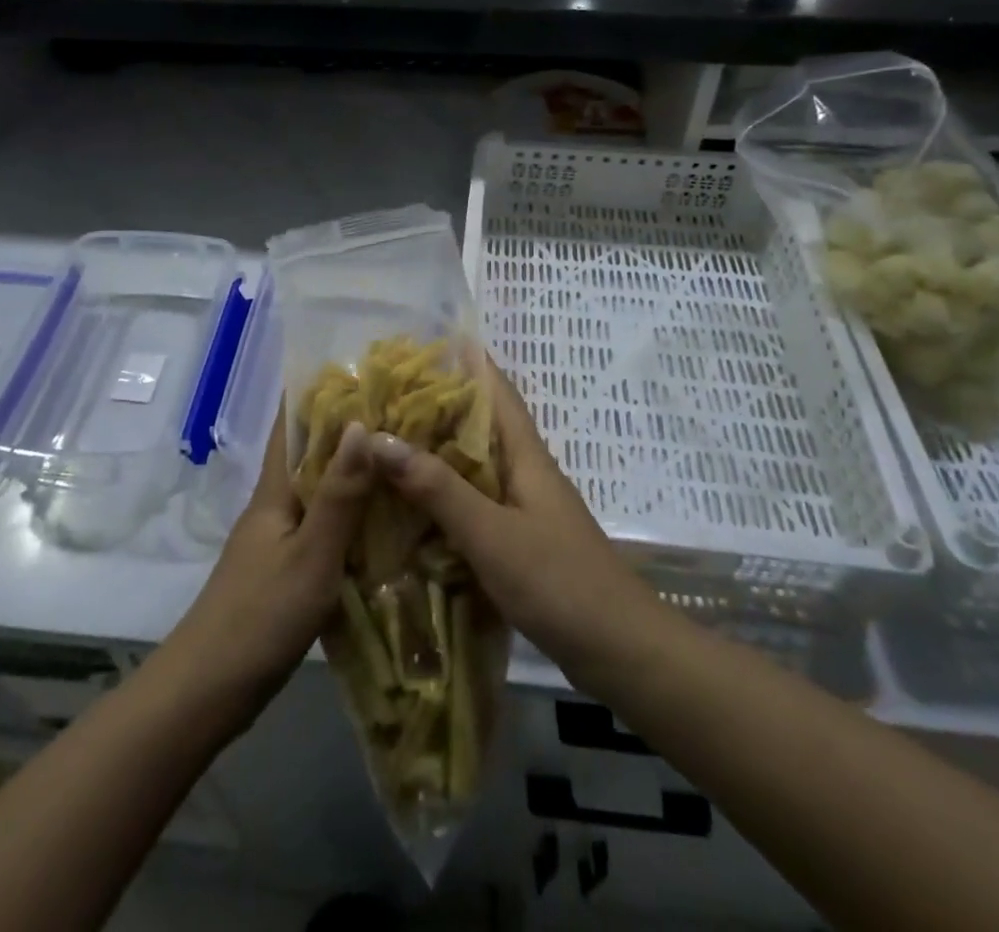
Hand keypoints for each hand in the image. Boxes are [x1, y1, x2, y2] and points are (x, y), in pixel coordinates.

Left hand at [167, 408, 372, 723]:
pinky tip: (383, 521)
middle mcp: (274, 506)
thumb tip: (361, 424)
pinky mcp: (285, 570)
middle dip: (346, 428)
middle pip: (309, 454)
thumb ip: (339, 495)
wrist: (207, 691)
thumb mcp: (311, 556)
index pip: (291, 425)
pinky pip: (324, 526)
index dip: (316, 392)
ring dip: (352, 471)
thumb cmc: (259, 617)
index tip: (356, 367)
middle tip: (399, 410)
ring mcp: (277, 540)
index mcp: (275, 491)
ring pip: (319, 491)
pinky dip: (351, 513)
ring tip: (400, 456)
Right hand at [370, 359, 659, 675]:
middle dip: (434, 408)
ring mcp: (523, 508)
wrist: (620, 651)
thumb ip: (437, 487)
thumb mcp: (491, 533)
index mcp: (525, 454)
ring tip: (384, 446)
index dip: (463, 361)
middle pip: (477, 425)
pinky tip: (409, 509)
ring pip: (472, 466)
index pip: (495, 388)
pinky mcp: (519, 541)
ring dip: (434, 454)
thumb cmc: (559, 581)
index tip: (417, 346)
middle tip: (380, 399)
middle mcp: (524, 471)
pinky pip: (473, 505)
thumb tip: (378, 438)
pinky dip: (442, 498)